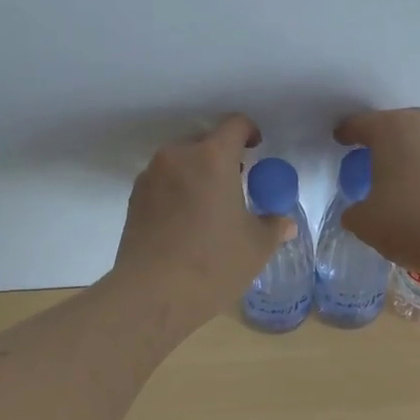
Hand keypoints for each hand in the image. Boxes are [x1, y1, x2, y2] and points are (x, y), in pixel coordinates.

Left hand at [112, 114, 292, 320]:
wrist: (152, 294)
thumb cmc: (213, 263)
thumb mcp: (256, 247)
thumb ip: (273, 227)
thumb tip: (285, 223)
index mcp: (212, 158)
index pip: (234, 125)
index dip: (249, 132)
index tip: (256, 148)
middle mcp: (178, 157)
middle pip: (204, 143)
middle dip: (221, 158)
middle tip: (235, 185)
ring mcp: (151, 176)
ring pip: (180, 163)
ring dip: (197, 175)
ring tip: (208, 208)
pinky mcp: (133, 199)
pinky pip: (162, 183)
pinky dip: (176, 192)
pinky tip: (185, 224)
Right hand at [334, 108, 419, 280]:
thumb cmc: (413, 223)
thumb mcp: (366, 223)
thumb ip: (355, 210)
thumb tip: (360, 210)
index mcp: (391, 128)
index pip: (360, 124)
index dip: (347, 133)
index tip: (341, 140)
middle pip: (397, 124)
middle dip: (384, 140)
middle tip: (374, 161)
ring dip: (416, 150)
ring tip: (408, 174)